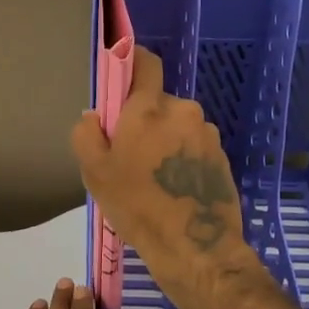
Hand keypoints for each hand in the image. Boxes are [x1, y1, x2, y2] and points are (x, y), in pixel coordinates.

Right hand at [70, 47, 260, 287]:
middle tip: (130, 153)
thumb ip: (86, 134)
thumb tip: (94, 116)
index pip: (146, 62)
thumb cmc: (137, 206)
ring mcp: (207, 133)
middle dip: (144, 118)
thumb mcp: (95, 173)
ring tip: (154, 178)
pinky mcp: (222, 156)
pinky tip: (174, 188)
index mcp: (149, 107)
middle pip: (158, 102)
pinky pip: (193, 145)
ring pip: (177, 125)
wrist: (194, 247)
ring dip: (165, 140)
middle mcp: (183, 111)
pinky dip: (182, 158)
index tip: (121, 81)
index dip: (132, 62)